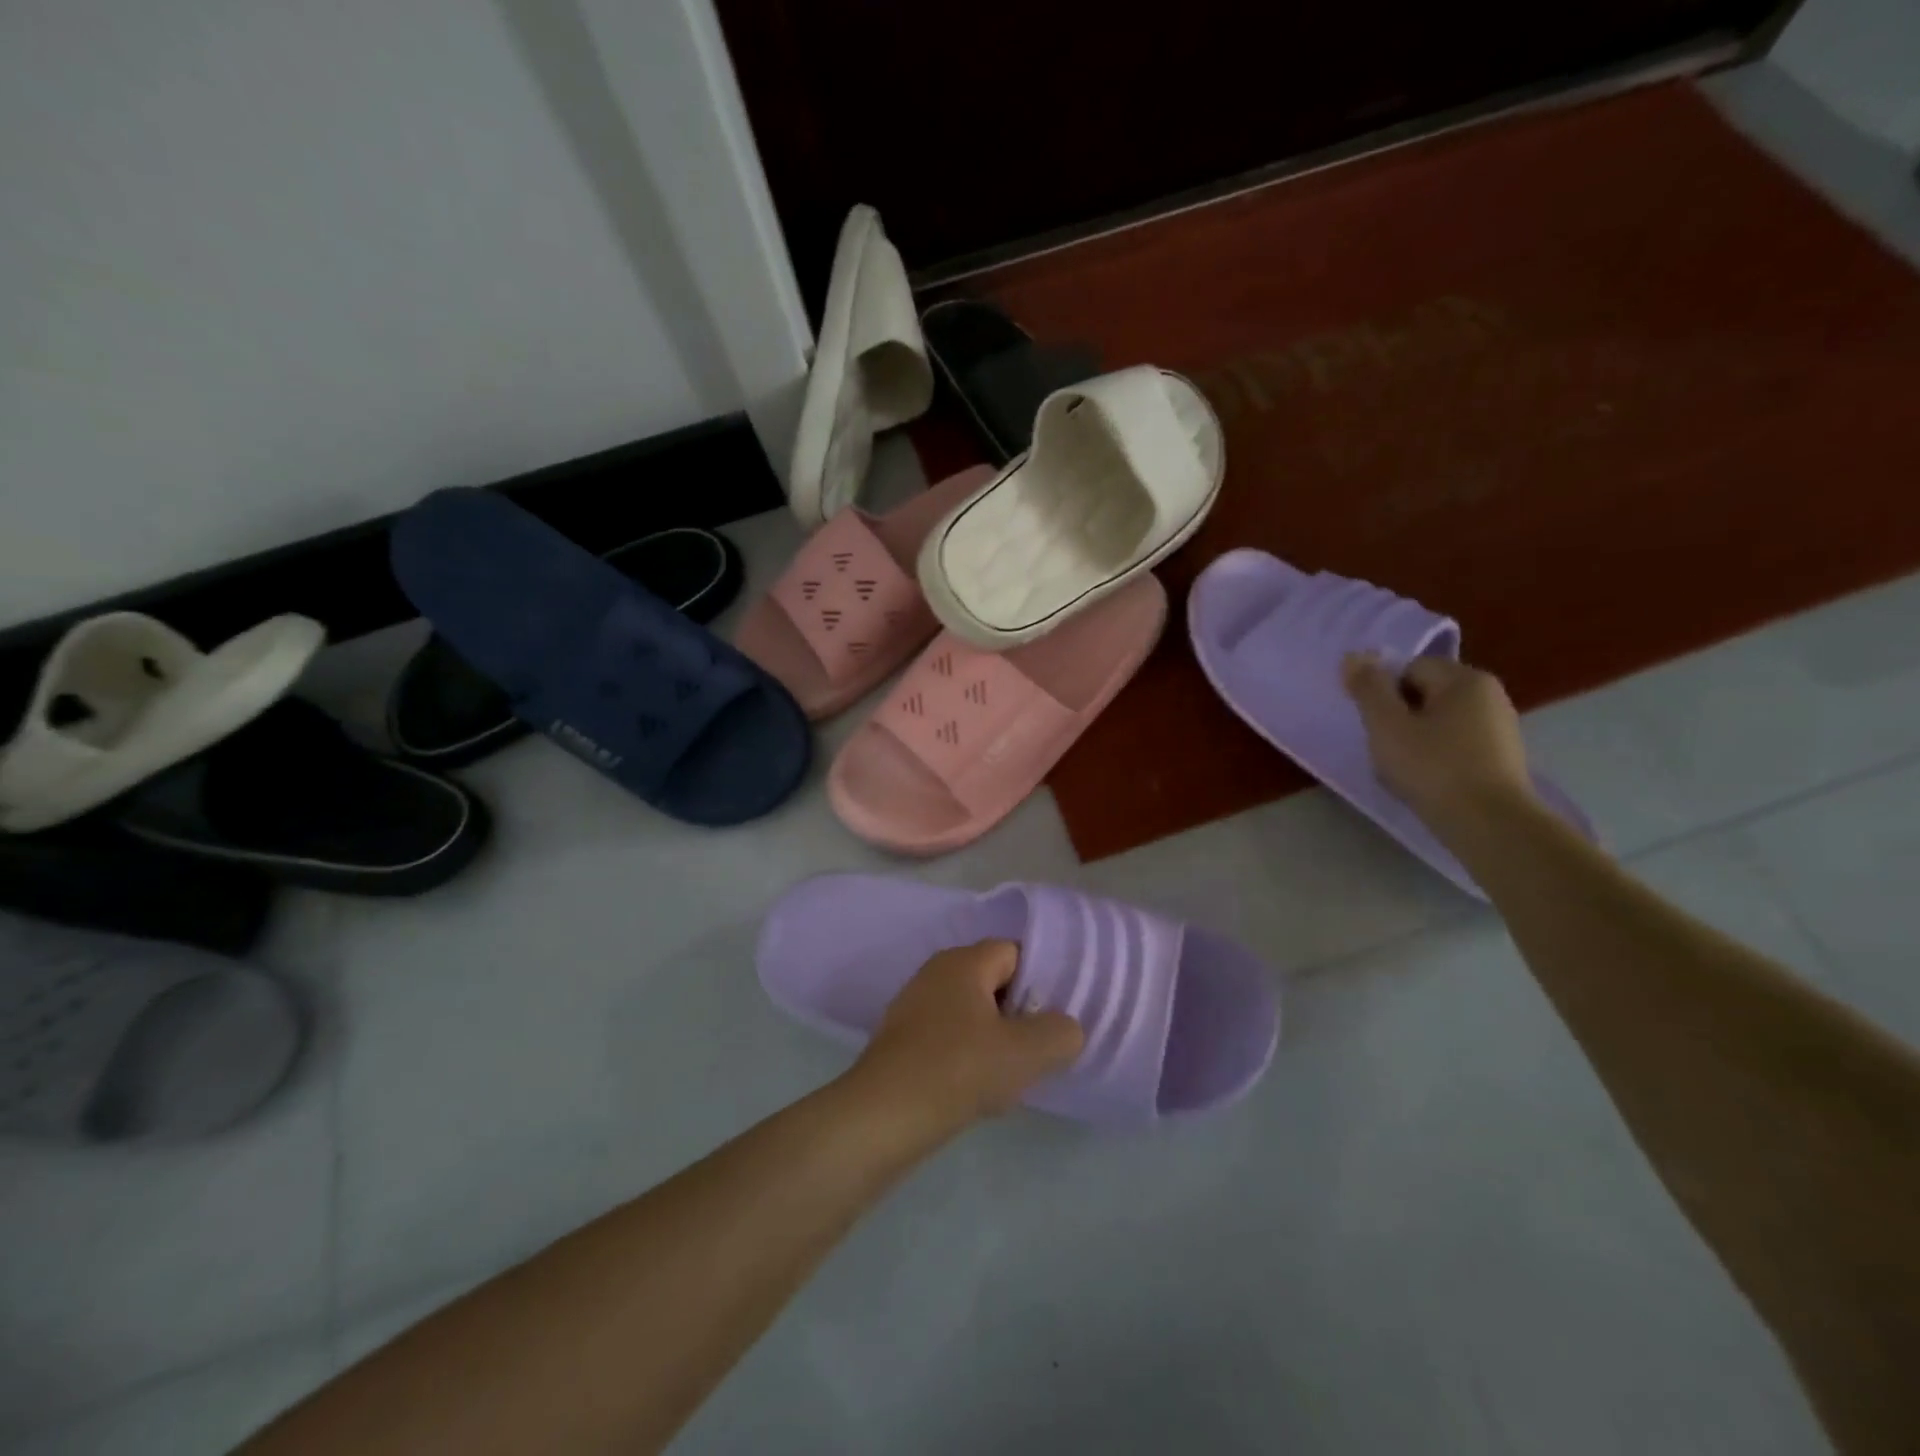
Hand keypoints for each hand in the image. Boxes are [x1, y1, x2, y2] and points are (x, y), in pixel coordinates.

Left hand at [846, 941, 1083, 1138]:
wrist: (883, 1116)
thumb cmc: (959, 1070)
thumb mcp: (1027, 1053)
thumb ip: (1060, 1033)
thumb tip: (1065, 1028)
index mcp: (963, 961)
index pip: (1014, 952)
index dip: (1041, 981)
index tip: (1056, 1017)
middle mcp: (935, 972)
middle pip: (992, 982)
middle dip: (1018, 1013)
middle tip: (1038, 1049)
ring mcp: (913, 1006)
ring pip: (970, 1013)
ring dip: (993, 1039)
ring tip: (1011, 1076)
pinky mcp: (900, 1040)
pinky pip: (947, 1038)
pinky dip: (966, 1057)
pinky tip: (975, 1090)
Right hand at [1341, 652, 1537, 832]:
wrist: (1489, 824)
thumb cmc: (1433, 767)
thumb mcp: (1386, 725)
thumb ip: (1368, 688)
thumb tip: (1353, 656)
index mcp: (1465, 679)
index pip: (1409, 668)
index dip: (1385, 694)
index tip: (1377, 725)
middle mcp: (1489, 694)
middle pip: (1425, 693)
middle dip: (1399, 716)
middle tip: (1386, 748)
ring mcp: (1500, 727)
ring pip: (1438, 721)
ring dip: (1414, 739)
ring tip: (1404, 769)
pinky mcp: (1502, 757)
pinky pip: (1456, 744)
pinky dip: (1436, 757)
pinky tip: (1428, 782)